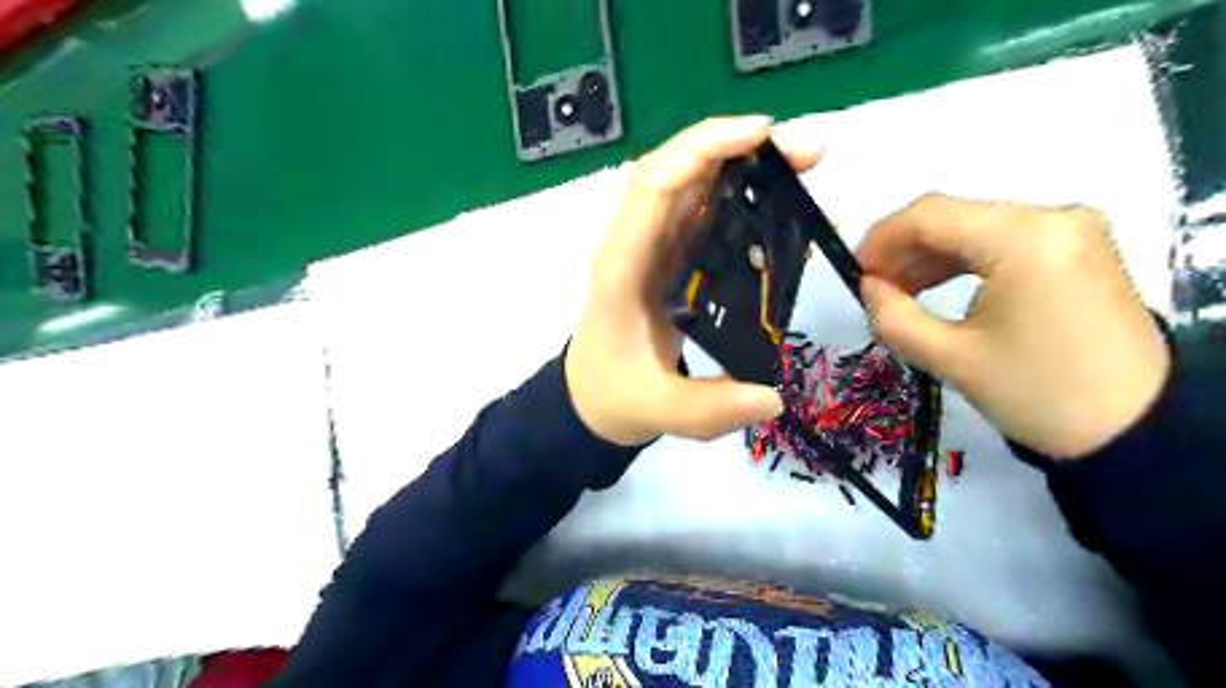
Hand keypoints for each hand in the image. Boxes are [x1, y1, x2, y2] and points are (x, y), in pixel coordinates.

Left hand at [567, 115, 817, 445]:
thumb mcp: (659, 412)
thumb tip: (773, 398)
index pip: (653, 187)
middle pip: (677, 173)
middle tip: (806, 154)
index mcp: (622, 268)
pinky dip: (740, 202)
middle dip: (737, 149)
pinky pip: (703, 218)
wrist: (590, 400)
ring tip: (803, 170)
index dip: (702, 149)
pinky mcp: (669, 262)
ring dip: (742, 168)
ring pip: (691, 189)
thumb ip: (710, 409)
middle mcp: (635, 246)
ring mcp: (652, 251)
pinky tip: (782, 208)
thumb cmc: (614, 398)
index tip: (763, 135)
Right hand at [856, 192, 1166, 458]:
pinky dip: (962, 261)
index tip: (853, 272)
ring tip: (898, 293)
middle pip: (953, 216)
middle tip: (873, 289)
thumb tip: (867, 287)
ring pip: (974, 227)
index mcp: (1024, 239)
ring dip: (929, 256)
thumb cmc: (1035, 394)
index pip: (930, 215)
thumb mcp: (949, 358)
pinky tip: (936, 287)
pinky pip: (1001, 241)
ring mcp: (1070, 230)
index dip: (880, 238)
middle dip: (903, 250)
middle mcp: (1052, 218)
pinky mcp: (1076, 249)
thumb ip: (893, 316)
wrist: (1134, 428)